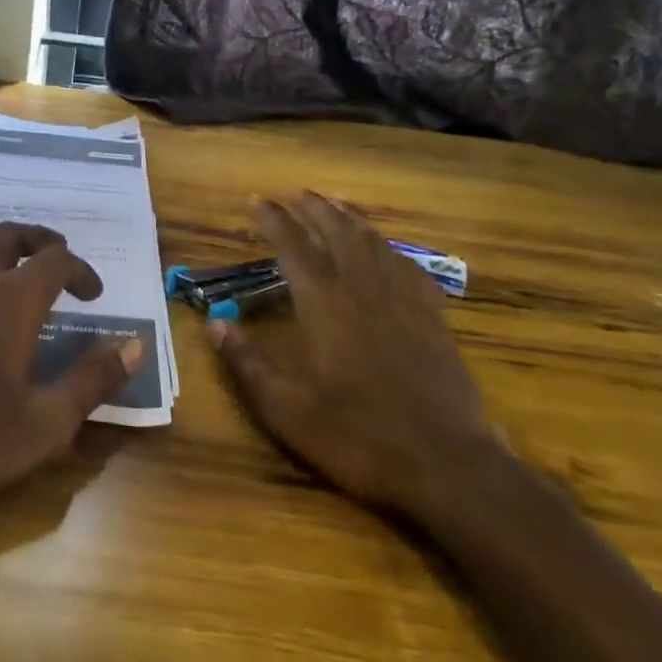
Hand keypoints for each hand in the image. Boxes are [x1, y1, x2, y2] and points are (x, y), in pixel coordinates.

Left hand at [0, 222, 142, 509]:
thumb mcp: (46, 423)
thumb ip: (93, 379)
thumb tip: (134, 345)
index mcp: (12, 301)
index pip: (56, 260)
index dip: (80, 270)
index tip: (92, 295)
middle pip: (9, 235)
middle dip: (38, 241)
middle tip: (55, 258)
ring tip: (9, 263)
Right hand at [208, 194, 505, 518]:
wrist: (449, 467)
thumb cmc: (359, 438)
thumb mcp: (288, 411)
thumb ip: (248, 364)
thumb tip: (213, 325)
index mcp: (326, 306)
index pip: (294, 247)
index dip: (274, 219)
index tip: (257, 199)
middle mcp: (364, 291)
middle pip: (339, 233)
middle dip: (316, 208)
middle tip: (298, 193)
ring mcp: (405, 303)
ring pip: (376, 244)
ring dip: (353, 220)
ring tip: (339, 204)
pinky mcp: (435, 321)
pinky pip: (412, 270)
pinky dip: (394, 252)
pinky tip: (391, 253)